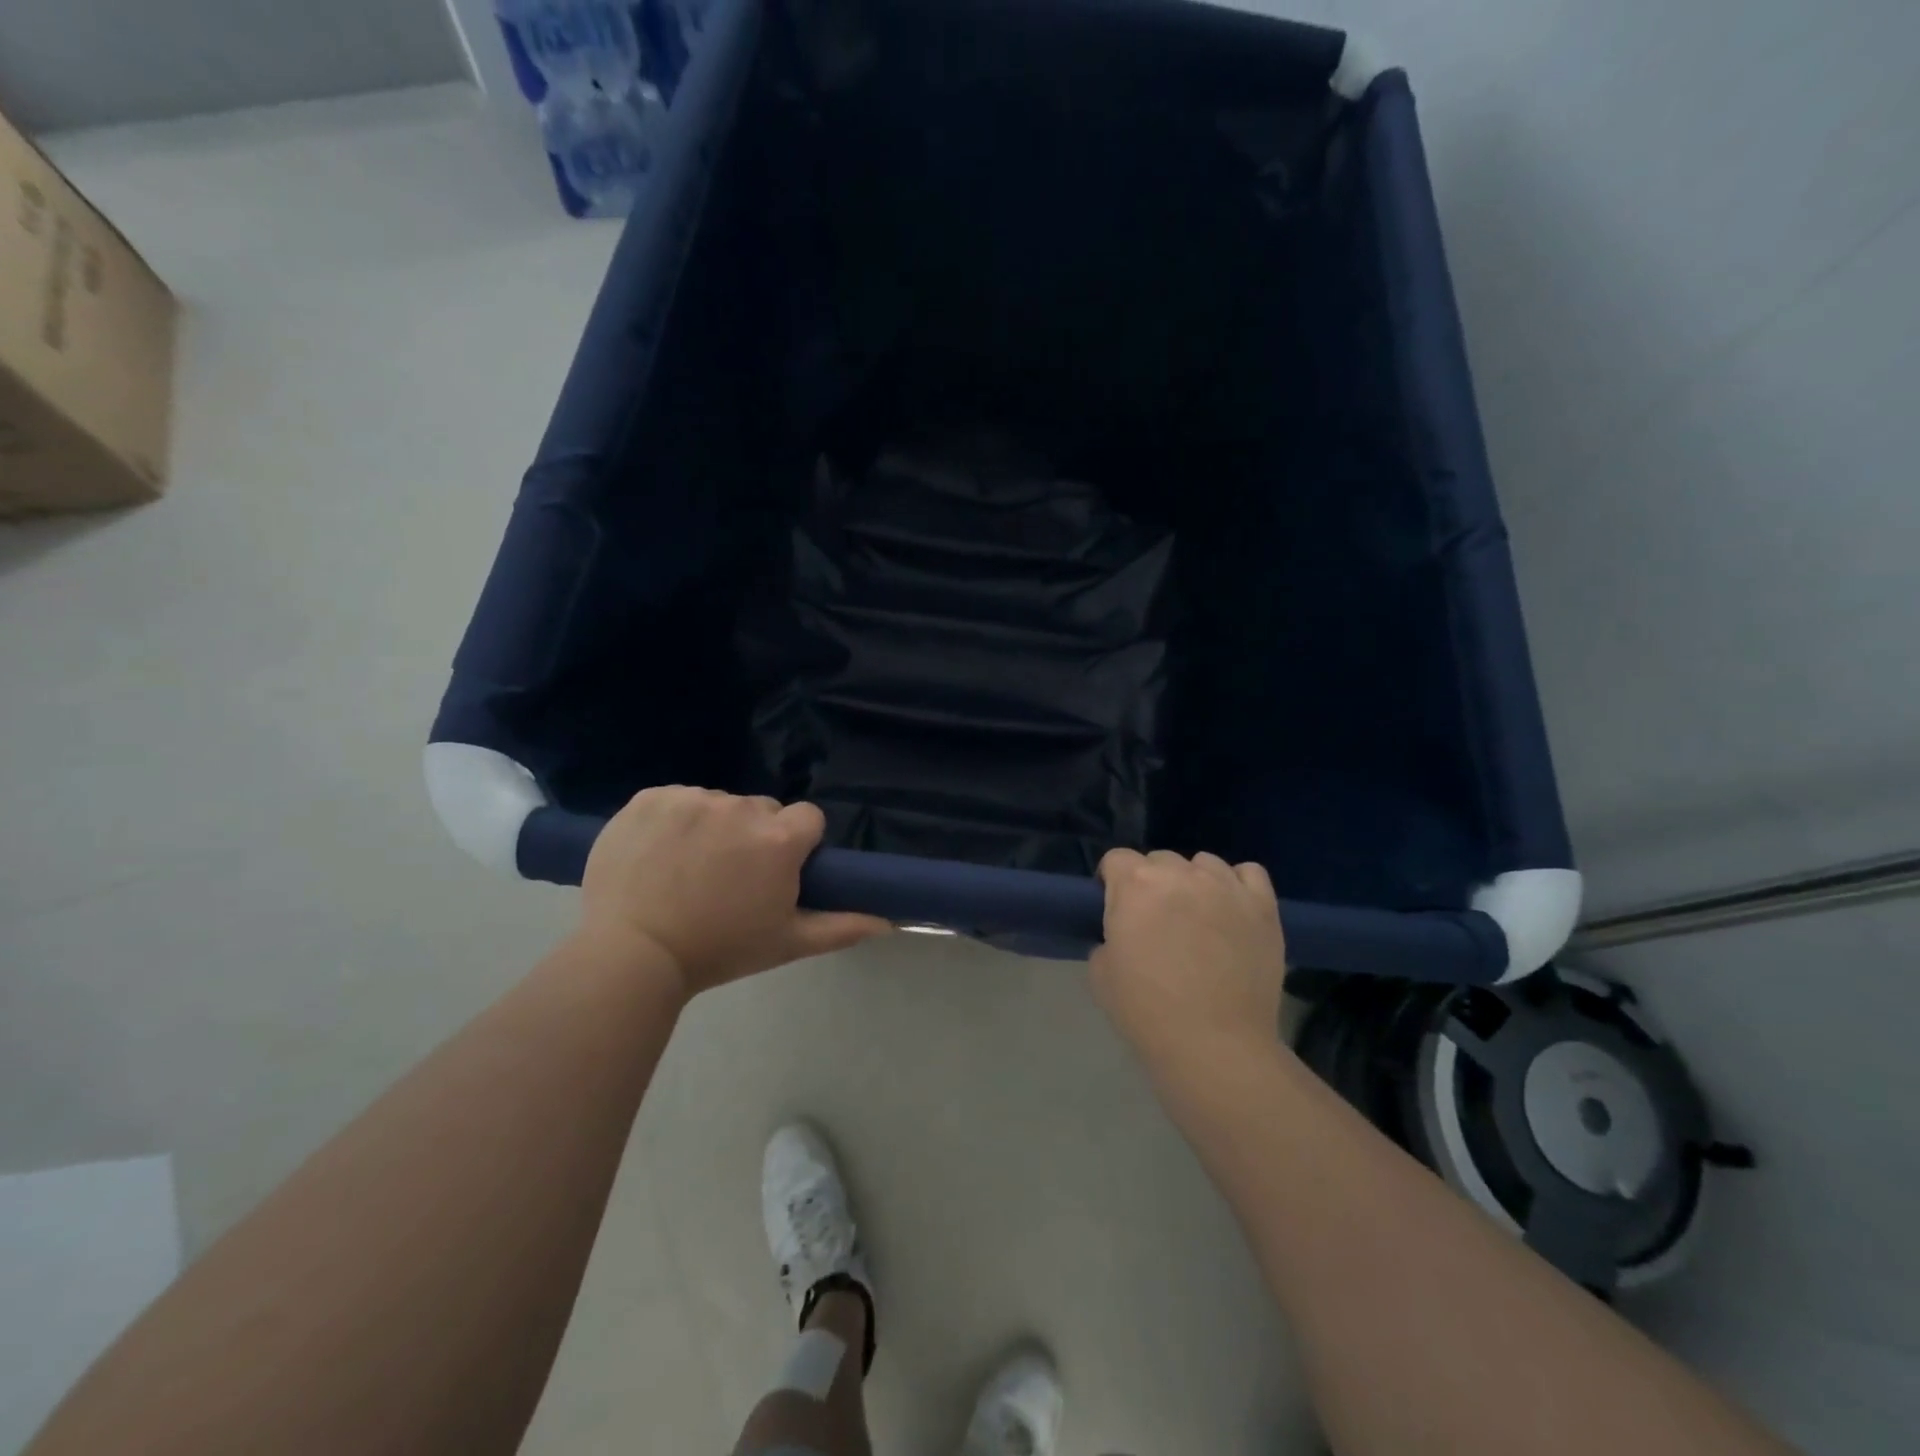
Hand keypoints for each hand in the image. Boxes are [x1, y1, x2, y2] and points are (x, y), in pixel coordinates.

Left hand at [579, 787, 890, 998]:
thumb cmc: (718, 951)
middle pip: (762, 809)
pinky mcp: (650, 798)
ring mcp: (692, 798)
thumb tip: (888, 921)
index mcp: (778, 840)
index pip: (807, 818)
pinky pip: (677, 798)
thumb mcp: (786, 943)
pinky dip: (673, 820)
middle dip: (754, 835)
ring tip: (687, 869)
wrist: (631, 954)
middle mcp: (740, 808)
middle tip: (729, 877)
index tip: (775, 872)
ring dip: (712, 826)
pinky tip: (658, 853)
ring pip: (718, 803)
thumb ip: (842, 926)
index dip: (796, 844)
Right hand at [1090, 849, 1286, 1073]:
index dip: (1112, 882)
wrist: (1215, 1044)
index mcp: (1135, 885)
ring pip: (1204, 863)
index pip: (1116, 859)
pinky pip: (1249, 873)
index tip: (1116, 908)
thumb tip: (1125, 934)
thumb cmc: (1147, 1011)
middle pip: (1159, 859)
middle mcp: (1180, 873)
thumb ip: (1109, 937)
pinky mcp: (1262, 906)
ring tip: (1198, 915)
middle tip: (1156, 921)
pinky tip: (1232, 909)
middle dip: (1152, 883)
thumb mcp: (1101, 974)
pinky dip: (1237, 884)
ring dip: (1193, 881)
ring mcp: (1225, 886)